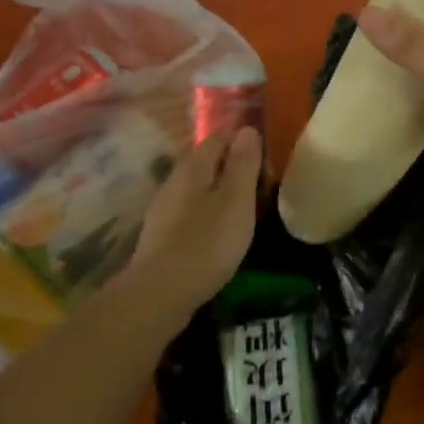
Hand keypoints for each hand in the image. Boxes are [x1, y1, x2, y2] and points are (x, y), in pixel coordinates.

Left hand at [126, 127, 262, 301]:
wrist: (160, 293)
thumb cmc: (207, 241)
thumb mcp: (236, 200)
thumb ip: (243, 164)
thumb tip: (247, 129)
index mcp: (193, 168)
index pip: (217, 137)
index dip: (240, 140)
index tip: (263, 153)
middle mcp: (174, 181)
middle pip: (204, 162)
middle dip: (229, 165)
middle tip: (257, 181)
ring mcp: (163, 210)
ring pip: (195, 188)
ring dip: (217, 191)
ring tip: (241, 207)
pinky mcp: (160, 236)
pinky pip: (188, 212)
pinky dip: (205, 214)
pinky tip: (217, 232)